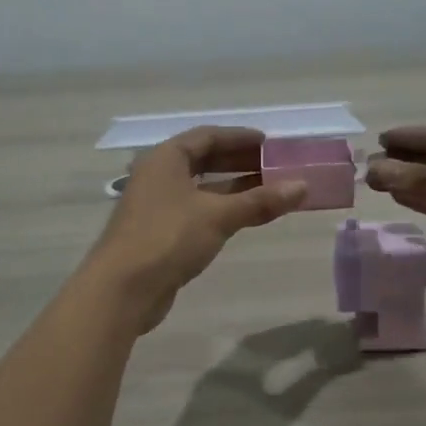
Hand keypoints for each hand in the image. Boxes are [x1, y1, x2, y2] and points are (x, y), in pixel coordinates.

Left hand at [85, 127, 306, 332]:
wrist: (123, 289)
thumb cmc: (168, 239)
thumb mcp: (218, 216)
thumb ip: (260, 201)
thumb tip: (302, 186)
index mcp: (165, 158)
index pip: (207, 136)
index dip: (239, 138)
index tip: (270, 143)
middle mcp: (158, 176)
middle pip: (203, 160)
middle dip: (240, 162)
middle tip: (275, 167)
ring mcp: (157, 206)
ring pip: (201, 188)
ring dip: (233, 188)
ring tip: (269, 191)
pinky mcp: (160, 233)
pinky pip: (197, 211)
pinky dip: (221, 209)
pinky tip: (244, 217)